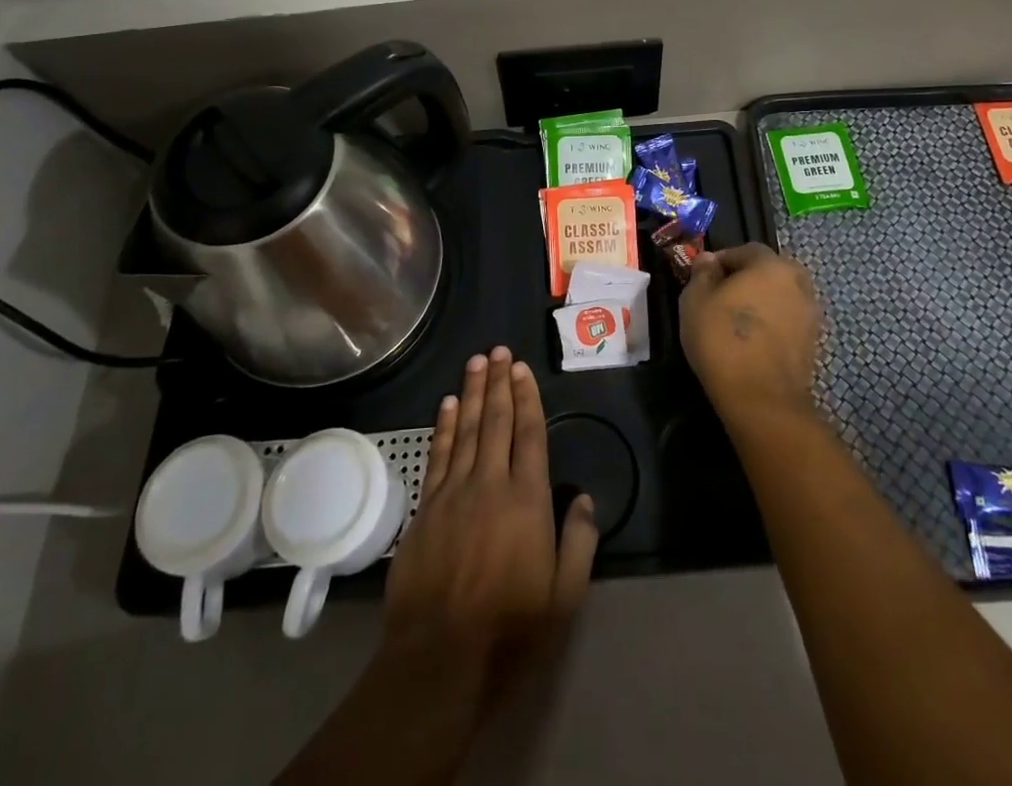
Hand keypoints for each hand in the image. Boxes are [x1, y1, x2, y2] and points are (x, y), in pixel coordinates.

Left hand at [382, 348, 598, 683]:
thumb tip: (584, 499)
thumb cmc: (510, 630)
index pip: (529, 435)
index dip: (526, 398)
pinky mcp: (426, 509)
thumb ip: (579, 542)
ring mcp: (453, 494)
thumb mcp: (564, 597)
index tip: (522, 369)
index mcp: (527, 500)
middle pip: (495, 422)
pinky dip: (443, 426)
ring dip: (472, 393)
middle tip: (499, 350)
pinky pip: (438, 455)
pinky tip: (447, 405)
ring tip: (477, 362)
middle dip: (499, 383)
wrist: (439, 660)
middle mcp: (490, 484)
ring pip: (465, 430)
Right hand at [679, 243, 821, 422]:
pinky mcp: (813, 342)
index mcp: (771, 264)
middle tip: (720, 298)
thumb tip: (708, 260)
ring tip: (736, 323)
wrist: (762, 399)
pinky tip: (753, 342)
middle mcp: (798, 281)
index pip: (745, 250)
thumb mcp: (695, 300)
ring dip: (761, 302)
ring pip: (780, 297)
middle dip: (746, 279)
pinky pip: (787, 321)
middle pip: (768, 271)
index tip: (703, 278)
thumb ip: (702, 273)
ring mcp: (810, 313)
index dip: (722, 261)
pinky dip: (772, 325)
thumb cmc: (722, 340)